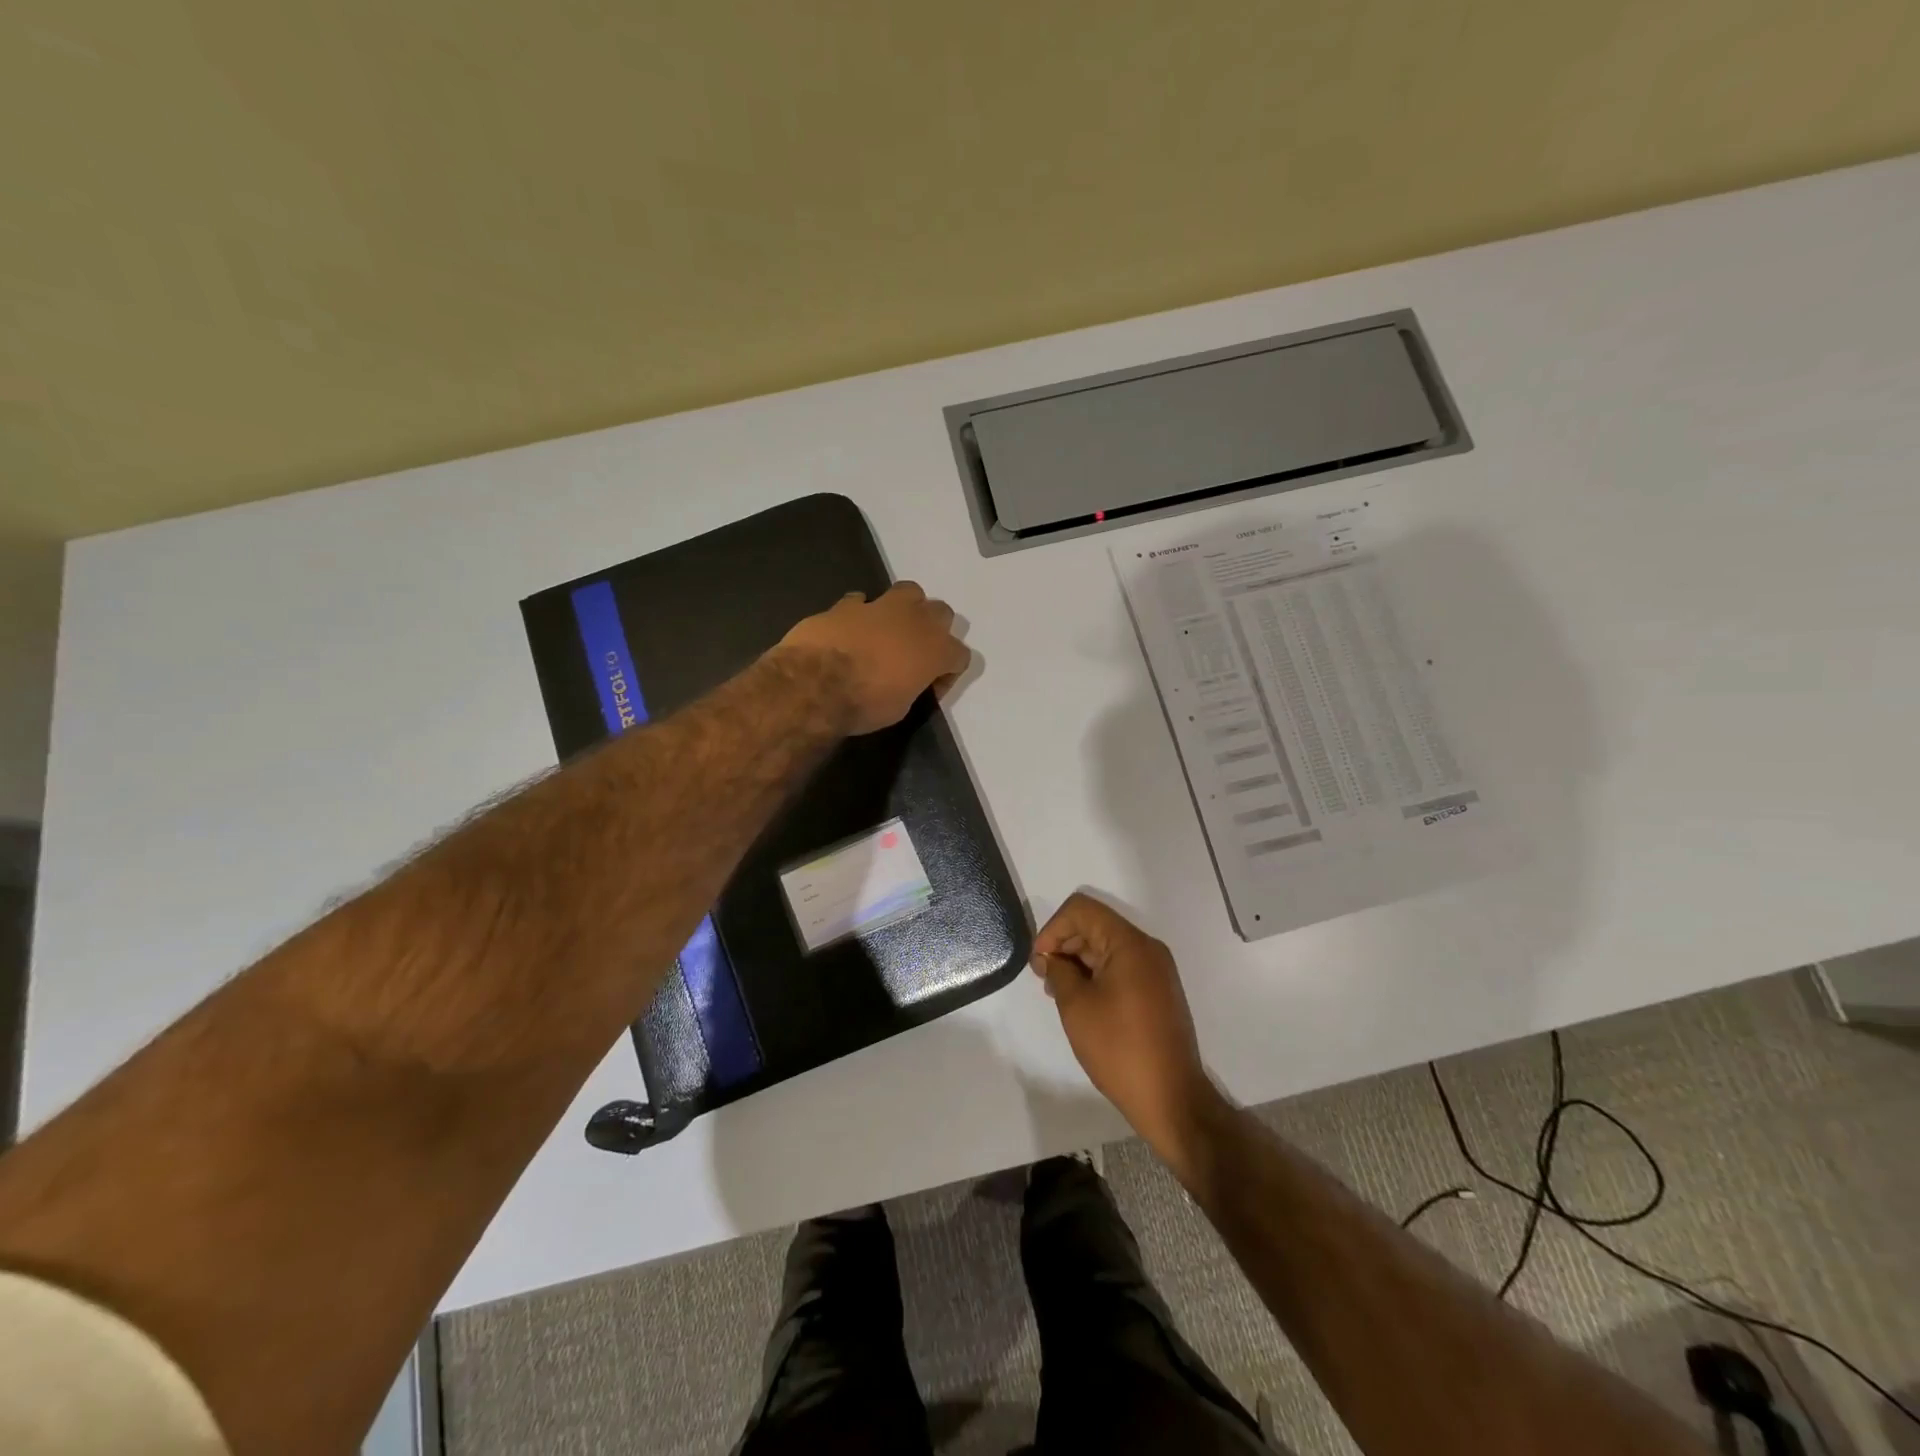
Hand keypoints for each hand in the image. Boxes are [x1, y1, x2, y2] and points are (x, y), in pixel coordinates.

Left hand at [779, 582, 970, 734]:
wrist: (815, 684)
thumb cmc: (864, 704)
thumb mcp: (899, 709)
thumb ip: (911, 686)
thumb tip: (904, 680)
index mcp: (936, 651)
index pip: (960, 656)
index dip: (947, 674)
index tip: (930, 688)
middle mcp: (917, 621)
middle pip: (942, 613)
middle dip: (933, 630)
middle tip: (915, 653)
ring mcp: (882, 606)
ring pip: (910, 591)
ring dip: (906, 608)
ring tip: (890, 629)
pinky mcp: (848, 604)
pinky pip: (862, 601)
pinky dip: (860, 612)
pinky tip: (851, 628)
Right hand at [1032, 893, 1217, 1152]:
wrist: (1172, 1099)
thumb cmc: (1120, 1049)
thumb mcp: (1077, 1006)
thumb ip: (1058, 971)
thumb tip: (1050, 958)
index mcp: (1130, 943)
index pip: (1081, 909)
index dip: (1052, 928)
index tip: (1039, 962)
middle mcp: (1147, 948)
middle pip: (1095, 925)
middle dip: (1064, 945)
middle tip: (1045, 981)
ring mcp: (1156, 970)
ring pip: (1106, 947)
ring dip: (1078, 962)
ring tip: (1060, 995)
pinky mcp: (1158, 991)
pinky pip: (1121, 967)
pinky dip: (1096, 975)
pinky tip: (1082, 1003)